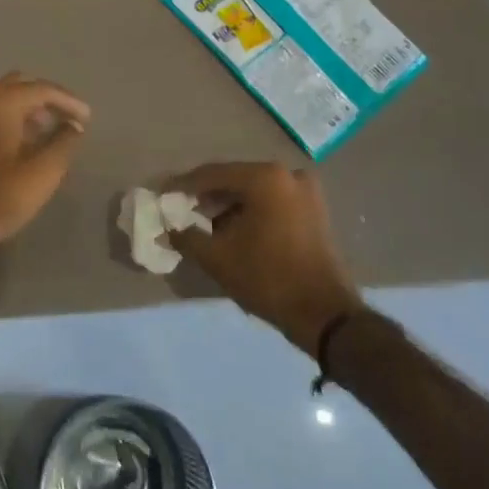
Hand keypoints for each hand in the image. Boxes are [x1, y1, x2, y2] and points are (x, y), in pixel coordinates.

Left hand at [0, 73, 90, 256]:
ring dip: (25, 108)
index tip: (87, 117)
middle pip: (18, 85)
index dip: (68, 101)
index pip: (41, 89)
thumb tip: (74, 125)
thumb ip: (64, 142)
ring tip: (47, 130)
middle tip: (65, 117)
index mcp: (0, 102)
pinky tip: (20, 142)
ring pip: (0, 98)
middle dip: (44, 98)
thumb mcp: (43, 171)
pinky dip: (7, 118)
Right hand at [165, 162, 363, 351]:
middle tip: (183, 211)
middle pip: (236, 180)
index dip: (184, 186)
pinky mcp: (315, 210)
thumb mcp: (218, 258)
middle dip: (208, 196)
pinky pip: (273, 202)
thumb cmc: (268, 278)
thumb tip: (169, 229)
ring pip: (255, 191)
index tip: (163, 195)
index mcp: (264, 178)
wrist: (325, 314)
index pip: (213, 174)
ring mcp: (306, 191)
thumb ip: (187, 237)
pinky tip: (234, 231)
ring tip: (206, 226)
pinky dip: (252, 212)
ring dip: (230, 206)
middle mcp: (287, 174)